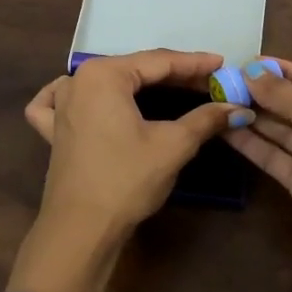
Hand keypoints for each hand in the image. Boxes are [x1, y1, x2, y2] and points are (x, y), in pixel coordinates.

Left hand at [23, 49, 244, 232]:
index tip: (222, 65)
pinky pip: (63, 101)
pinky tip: (89, 97)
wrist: (82, 229)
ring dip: (136, 84)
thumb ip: (205, 119)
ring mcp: (60, 106)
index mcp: (104, 75)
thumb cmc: (127, 180)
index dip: (195, 64)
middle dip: (172, 76)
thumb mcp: (173, 145)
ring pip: (104, 82)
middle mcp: (77, 81)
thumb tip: (237, 108)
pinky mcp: (54, 131)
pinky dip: (80, 96)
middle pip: (133, 70)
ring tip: (168, 89)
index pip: (159, 61)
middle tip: (207, 83)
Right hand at [227, 57, 291, 291]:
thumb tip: (251, 72)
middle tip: (226, 83)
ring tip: (220, 101)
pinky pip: (274, 155)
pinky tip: (226, 128)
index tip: (247, 62)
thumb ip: (283, 92)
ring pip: (282, 131)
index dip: (282, 70)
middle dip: (263, 94)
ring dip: (254, 116)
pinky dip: (252, 142)